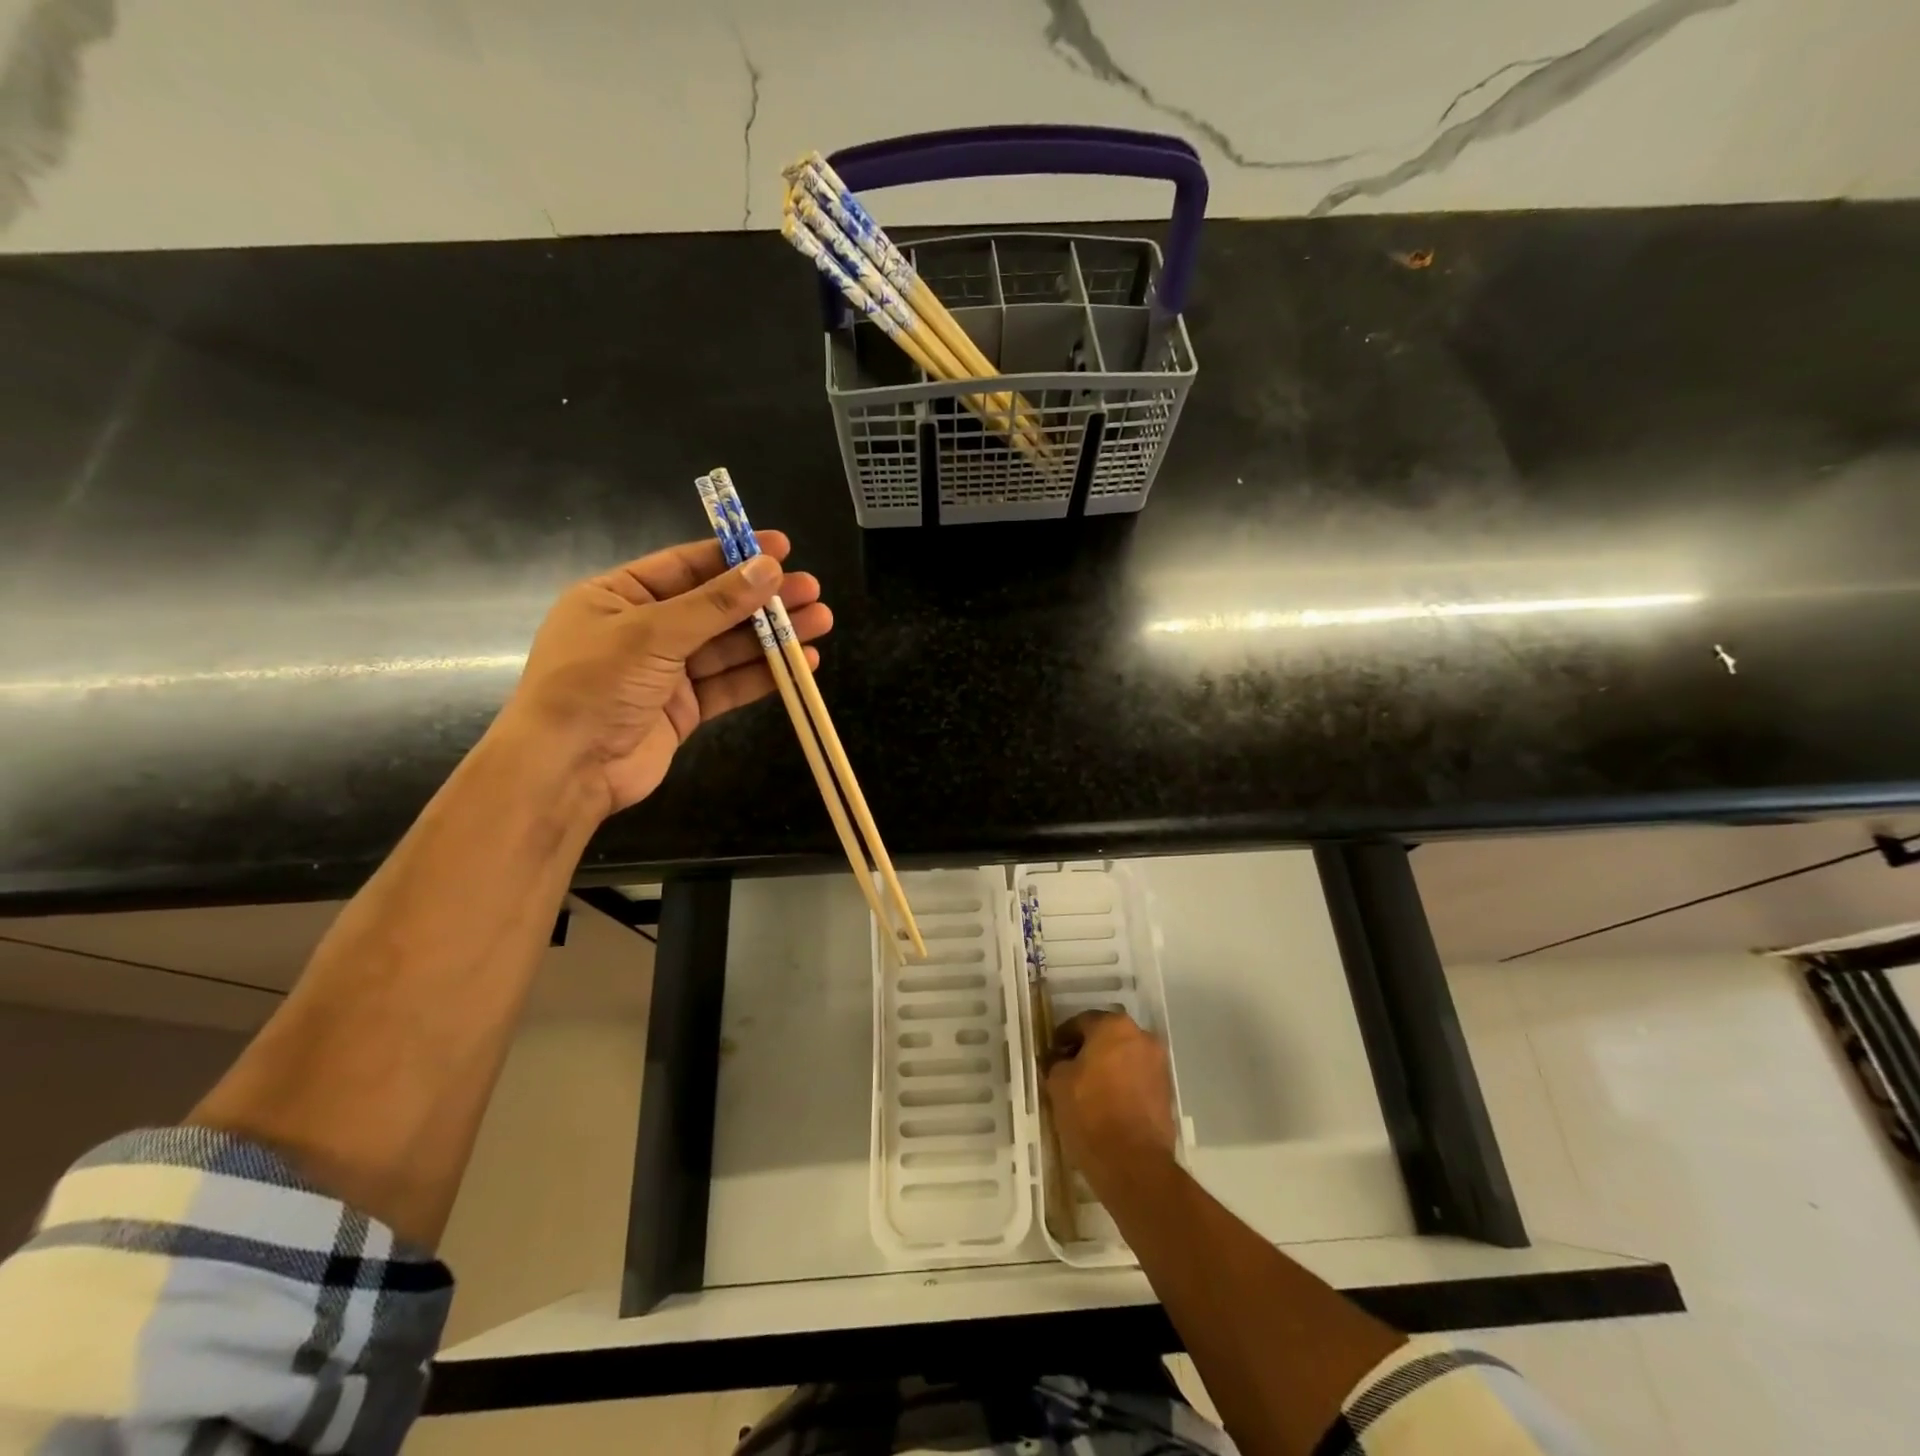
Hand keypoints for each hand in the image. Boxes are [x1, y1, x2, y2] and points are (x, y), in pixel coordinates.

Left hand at [500, 532, 832, 816]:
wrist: (567, 769)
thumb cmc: (595, 684)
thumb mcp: (652, 633)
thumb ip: (715, 603)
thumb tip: (768, 568)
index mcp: (619, 596)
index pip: (686, 566)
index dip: (734, 556)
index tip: (782, 549)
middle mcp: (644, 630)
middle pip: (715, 607)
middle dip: (764, 599)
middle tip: (812, 590)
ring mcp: (666, 672)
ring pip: (729, 647)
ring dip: (774, 636)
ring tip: (820, 622)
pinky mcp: (685, 709)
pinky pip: (730, 684)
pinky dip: (764, 675)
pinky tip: (802, 663)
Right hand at [1045, 1010, 1177, 1197]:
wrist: (1133, 1164)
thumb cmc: (1091, 1113)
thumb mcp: (1058, 1083)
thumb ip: (1057, 1063)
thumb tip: (1061, 1061)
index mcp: (1114, 1026)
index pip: (1082, 1022)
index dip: (1063, 1038)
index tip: (1052, 1054)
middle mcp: (1142, 1037)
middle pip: (1107, 1037)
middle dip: (1089, 1050)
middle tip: (1069, 1069)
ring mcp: (1159, 1065)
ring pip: (1125, 1058)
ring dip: (1108, 1068)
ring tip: (1088, 1090)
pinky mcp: (1167, 1093)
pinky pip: (1137, 1079)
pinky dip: (1123, 1085)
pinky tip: (1107, 1104)